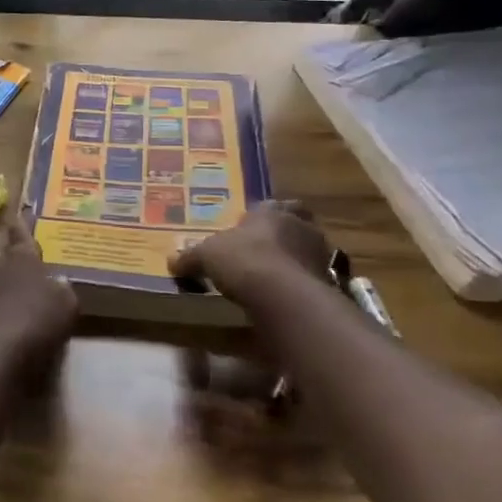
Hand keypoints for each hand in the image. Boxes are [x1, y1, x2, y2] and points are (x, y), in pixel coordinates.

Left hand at [0, 214, 77, 363]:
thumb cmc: (38, 318)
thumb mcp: (66, 303)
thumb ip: (61, 289)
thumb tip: (57, 283)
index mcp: (21, 257)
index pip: (21, 235)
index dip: (22, 226)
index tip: (19, 215)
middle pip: (4, 259)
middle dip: (12, 264)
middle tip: (26, 273)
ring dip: (2, 290)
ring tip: (17, 303)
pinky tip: (7, 326)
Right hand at [169, 200, 333, 311]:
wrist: (283, 294)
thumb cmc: (242, 260)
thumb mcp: (206, 256)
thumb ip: (191, 257)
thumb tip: (172, 261)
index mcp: (271, 211)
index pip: (271, 205)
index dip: (261, 216)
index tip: (249, 228)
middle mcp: (300, 226)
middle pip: (296, 224)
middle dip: (284, 234)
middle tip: (267, 249)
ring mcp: (319, 253)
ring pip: (308, 250)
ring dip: (295, 259)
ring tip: (276, 276)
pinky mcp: (329, 281)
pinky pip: (314, 278)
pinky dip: (302, 284)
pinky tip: (286, 296)